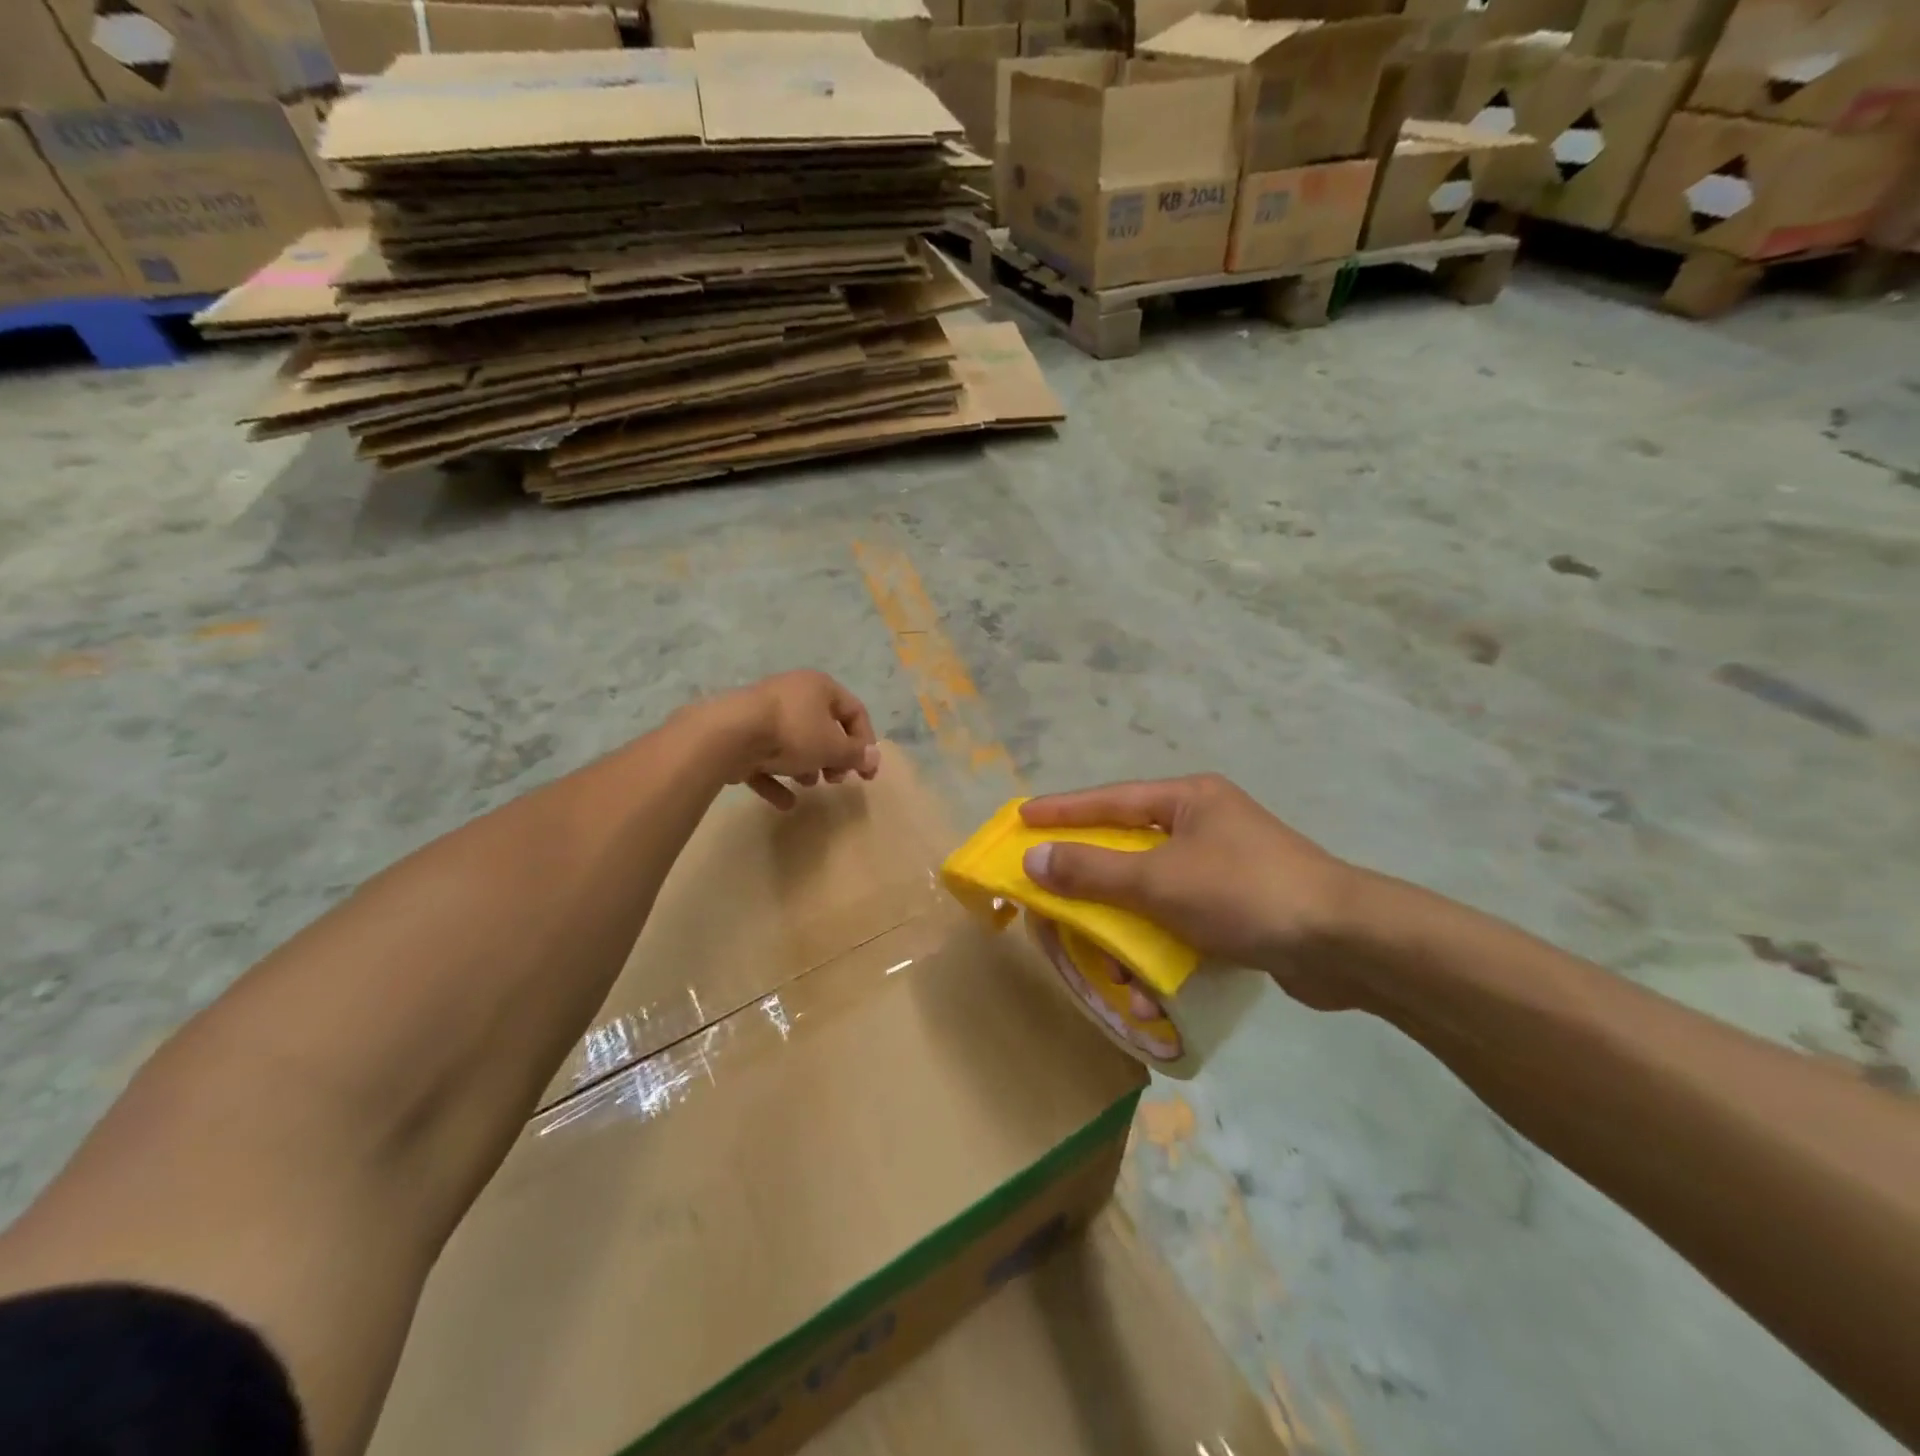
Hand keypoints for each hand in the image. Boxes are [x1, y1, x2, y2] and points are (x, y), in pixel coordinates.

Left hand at [716, 670, 879, 809]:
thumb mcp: (833, 747)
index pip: (854, 711)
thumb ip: (855, 754)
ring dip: (806, 766)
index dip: (866, 742)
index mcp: (819, 687)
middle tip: (836, 779)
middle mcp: (792, 693)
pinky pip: (765, 757)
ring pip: (794, 741)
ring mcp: (763, 712)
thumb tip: (874, 758)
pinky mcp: (740, 734)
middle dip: (833, 757)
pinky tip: (785, 803)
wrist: (728, 734)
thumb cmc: (792, 733)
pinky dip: (776, 779)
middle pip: (823, 727)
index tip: (866, 772)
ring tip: (809, 785)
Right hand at [1019, 775, 1360, 1010]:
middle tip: (1051, 888)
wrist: (1346, 944)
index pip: (1110, 800)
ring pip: (1154, 888)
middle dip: (1092, 877)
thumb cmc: (1245, 893)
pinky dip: (1160, 943)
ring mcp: (1226, 866)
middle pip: (1129, 845)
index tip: (1021, 818)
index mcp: (1189, 800)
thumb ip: (1093, 870)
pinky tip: (1149, 981)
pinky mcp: (1241, 907)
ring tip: (1104, 954)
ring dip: (1126, 924)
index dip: (1062, 810)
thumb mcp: (1159, 880)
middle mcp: (1206, 824)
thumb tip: (1034, 858)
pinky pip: (1181, 918)